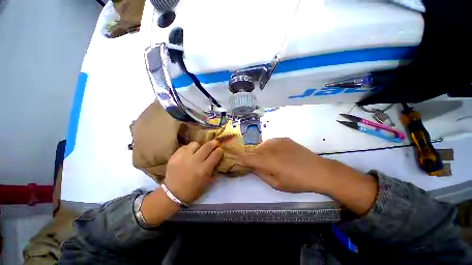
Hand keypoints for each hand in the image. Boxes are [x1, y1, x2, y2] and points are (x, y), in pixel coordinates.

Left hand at [164, 140, 223, 203]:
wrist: (173, 194)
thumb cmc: (193, 189)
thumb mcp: (207, 181)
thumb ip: (213, 167)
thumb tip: (216, 156)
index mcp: (204, 169)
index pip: (216, 154)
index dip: (220, 151)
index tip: (220, 150)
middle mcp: (194, 161)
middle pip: (207, 146)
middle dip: (213, 143)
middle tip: (214, 143)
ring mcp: (183, 157)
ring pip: (195, 144)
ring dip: (199, 147)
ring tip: (197, 151)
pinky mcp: (174, 156)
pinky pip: (185, 147)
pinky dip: (188, 149)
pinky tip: (188, 155)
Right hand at [237, 138, 335, 192]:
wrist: (318, 170)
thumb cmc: (297, 181)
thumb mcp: (277, 184)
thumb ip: (261, 174)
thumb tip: (252, 167)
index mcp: (267, 161)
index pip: (247, 158)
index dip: (240, 158)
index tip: (237, 160)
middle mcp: (270, 148)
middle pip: (253, 151)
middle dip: (251, 157)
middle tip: (256, 165)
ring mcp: (277, 141)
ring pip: (261, 146)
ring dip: (260, 153)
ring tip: (269, 160)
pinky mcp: (284, 139)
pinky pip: (270, 142)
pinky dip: (269, 148)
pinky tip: (277, 154)